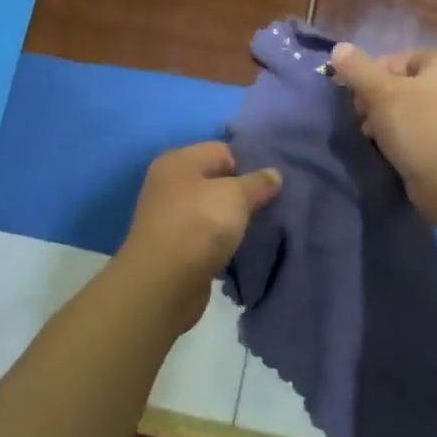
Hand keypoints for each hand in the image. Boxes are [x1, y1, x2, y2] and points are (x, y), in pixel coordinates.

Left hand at [116, 142, 281, 330]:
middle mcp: (170, 185)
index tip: (275, 184)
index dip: (250, 164)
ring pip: (214, 211)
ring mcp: (170, 217)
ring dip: (236, 221)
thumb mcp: (235, 196)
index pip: (223, 151)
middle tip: (275, 206)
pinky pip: (208, 237)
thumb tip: (274, 174)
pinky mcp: (176, 248)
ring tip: (265, 229)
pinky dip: (224, 243)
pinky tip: (244, 250)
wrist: (162, 286)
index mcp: (179, 162)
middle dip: (245, 194)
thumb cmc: (198, 227)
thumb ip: (258, 183)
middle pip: (218, 181)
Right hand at [329, 43, 436, 219]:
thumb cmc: (420, 124)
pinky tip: (385, 150)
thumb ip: (357, 69)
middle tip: (361, 117)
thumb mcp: (381, 92)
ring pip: (408, 112)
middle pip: (402, 86)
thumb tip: (338, 48)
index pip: (398, 59)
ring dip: (385, 122)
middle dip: (376, 100)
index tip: (356, 94)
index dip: (372, 74)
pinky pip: (417, 134)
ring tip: (370, 136)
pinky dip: (400, 139)